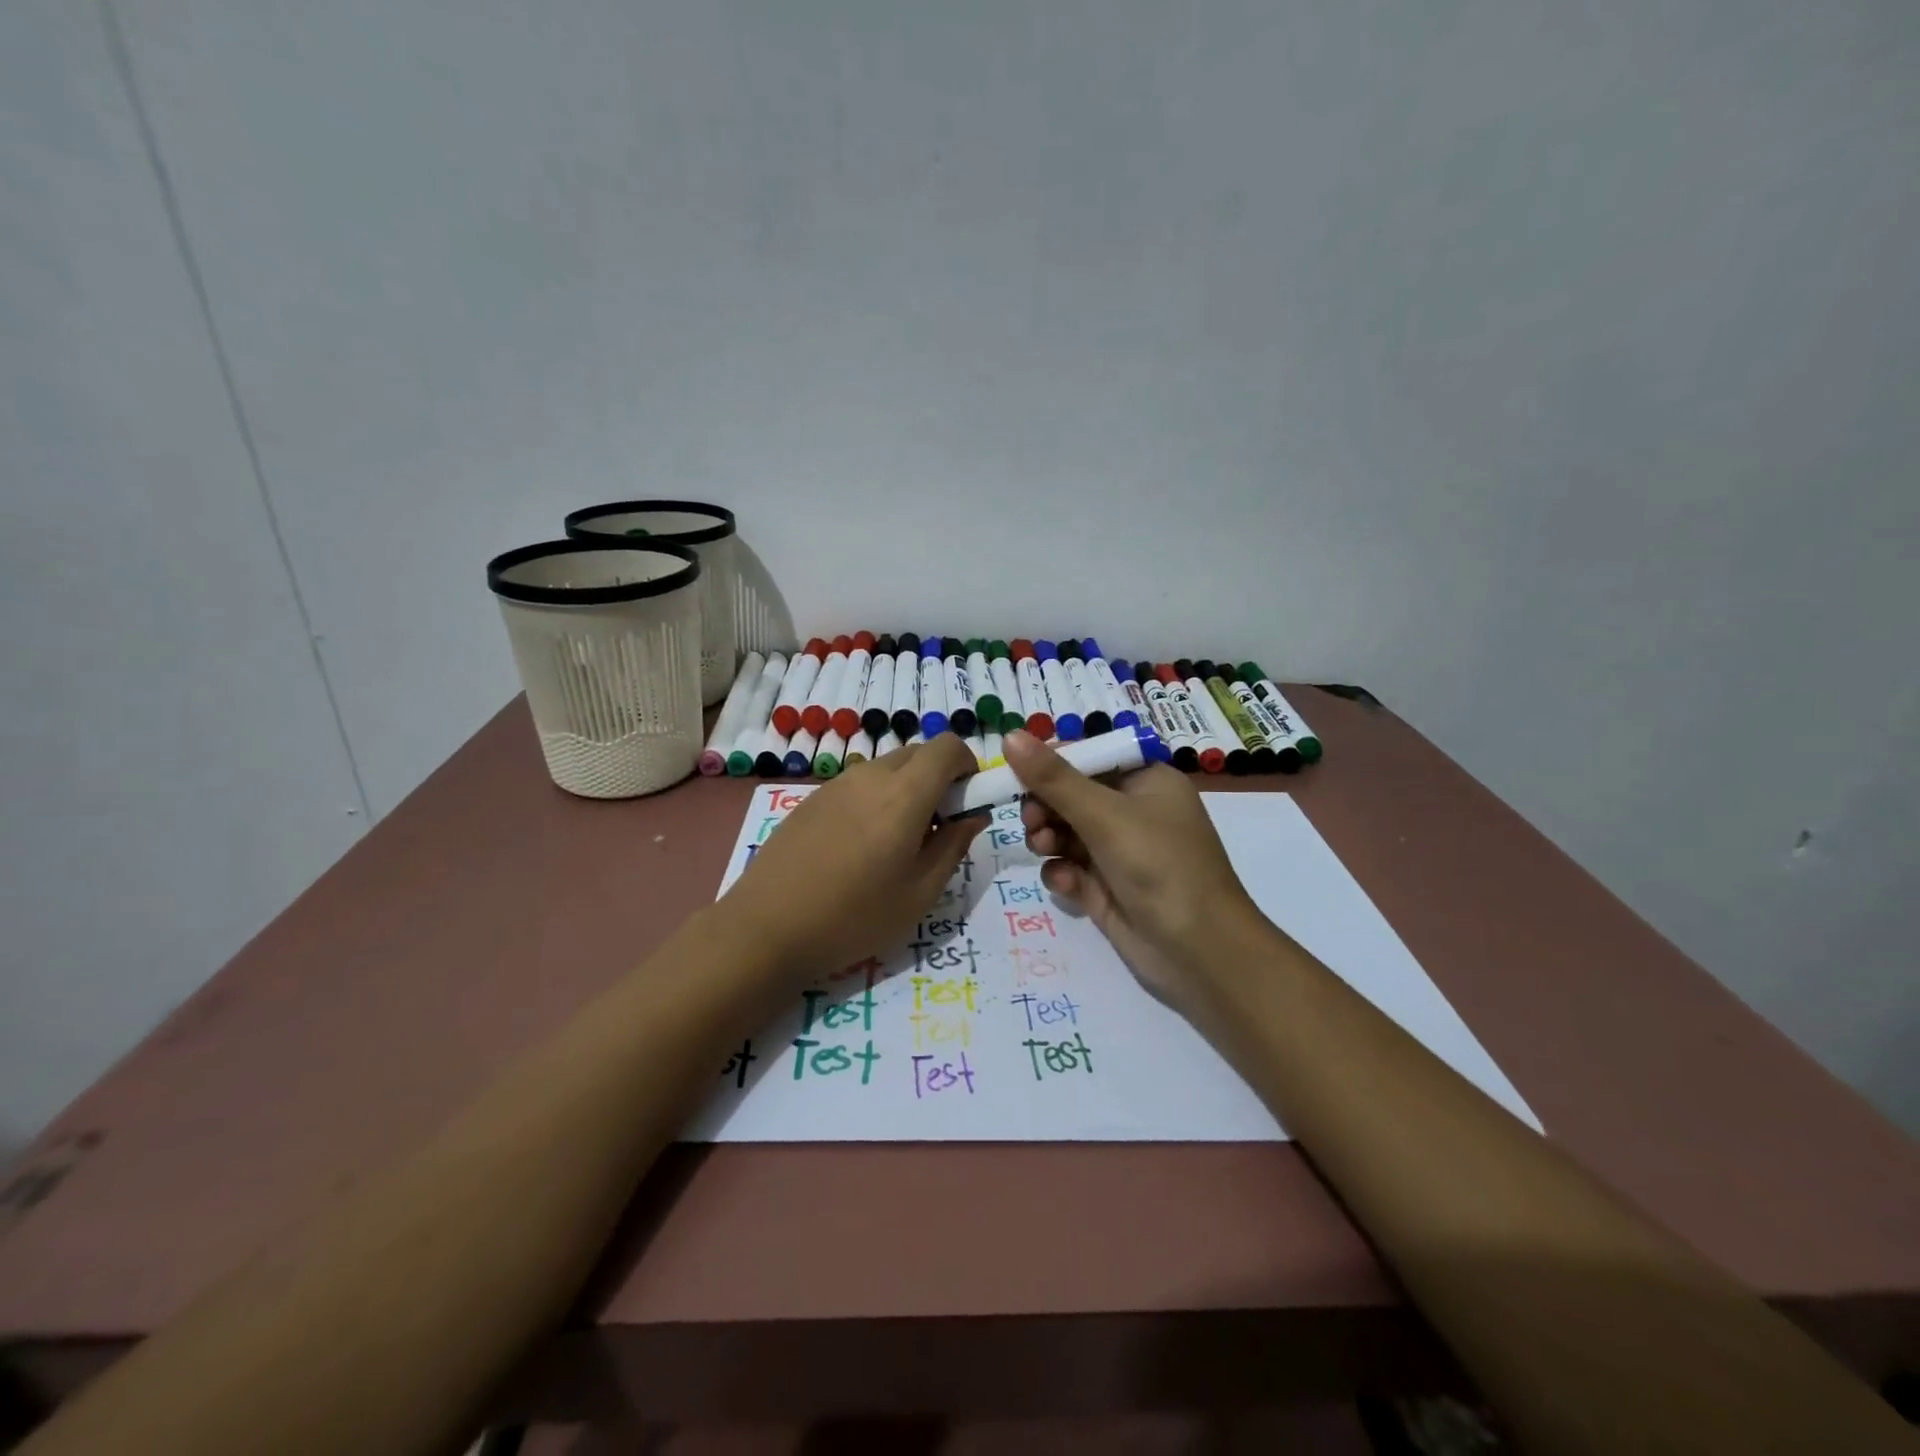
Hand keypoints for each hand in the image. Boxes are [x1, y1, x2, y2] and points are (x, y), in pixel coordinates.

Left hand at [723, 735, 984, 980]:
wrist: (766, 928)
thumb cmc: (854, 917)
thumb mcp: (920, 893)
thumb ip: (954, 846)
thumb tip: (974, 815)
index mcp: (904, 794)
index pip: (947, 746)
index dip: (967, 764)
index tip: (967, 801)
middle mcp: (870, 776)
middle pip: (917, 754)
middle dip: (938, 779)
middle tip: (935, 828)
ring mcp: (836, 785)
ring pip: (886, 769)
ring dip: (906, 790)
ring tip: (894, 844)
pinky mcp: (811, 799)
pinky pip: (858, 785)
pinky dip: (875, 800)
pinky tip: (858, 848)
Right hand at [1006, 729, 1264, 1011]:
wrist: (1200, 952)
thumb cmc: (1160, 865)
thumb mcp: (1105, 815)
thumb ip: (1053, 778)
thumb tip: (1009, 736)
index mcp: (1145, 780)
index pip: (1089, 756)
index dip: (1052, 762)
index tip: (1016, 772)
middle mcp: (1132, 811)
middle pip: (1071, 794)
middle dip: (1045, 804)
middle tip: (1031, 819)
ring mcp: (1119, 851)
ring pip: (1065, 831)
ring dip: (1047, 836)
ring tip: (1044, 847)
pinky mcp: (1106, 887)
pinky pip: (1070, 867)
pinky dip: (1062, 871)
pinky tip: (1067, 883)